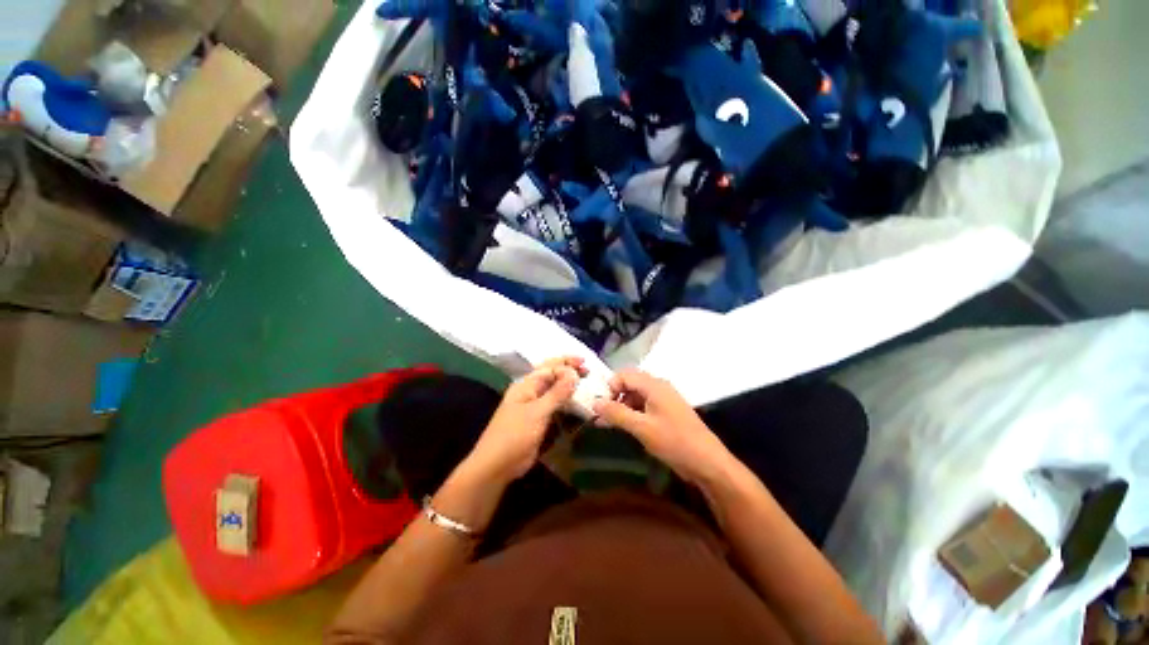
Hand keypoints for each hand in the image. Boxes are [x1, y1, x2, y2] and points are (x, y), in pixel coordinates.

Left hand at [466, 357, 586, 483]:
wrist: (497, 465)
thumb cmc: (515, 435)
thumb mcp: (537, 412)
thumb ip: (557, 393)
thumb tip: (574, 373)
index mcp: (526, 385)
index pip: (549, 367)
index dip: (567, 363)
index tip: (584, 366)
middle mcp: (530, 392)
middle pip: (552, 375)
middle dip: (569, 370)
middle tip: (588, 370)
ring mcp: (534, 406)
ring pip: (554, 390)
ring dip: (569, 385)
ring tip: (586, 382)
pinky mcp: (539, 420)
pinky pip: (555, 405)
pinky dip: (567, 400)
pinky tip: (578, 402)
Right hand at [592, 369, 733, 485]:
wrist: (708, 462)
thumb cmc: (674, 441)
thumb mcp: (642, 428)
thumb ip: (617, 413)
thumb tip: (594, 403)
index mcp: (654, 385)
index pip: (624, 375)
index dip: (609, 387)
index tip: (600, 406)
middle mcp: (659, 387)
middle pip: (629, 384)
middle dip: (614, 397)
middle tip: (601, 415)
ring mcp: (664, 399)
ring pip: (636, 396)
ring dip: (621, 407)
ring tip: (609, 424)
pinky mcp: (667, 412)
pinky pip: (644, 406)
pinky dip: (632, 413)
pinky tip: (624, 427)